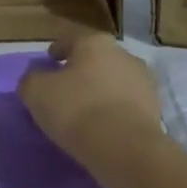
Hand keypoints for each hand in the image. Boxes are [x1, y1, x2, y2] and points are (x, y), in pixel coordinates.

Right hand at [19, 33, 163, 169]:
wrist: (126, 148)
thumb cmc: (76, 109)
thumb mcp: (36, 92)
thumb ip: (31, 80)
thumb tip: (35, 78)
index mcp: (94, 43)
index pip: (71, 39)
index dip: (57, 50)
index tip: (48, 62)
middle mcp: (123, 54)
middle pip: (96, 59)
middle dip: (81, 71)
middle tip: (64, 89)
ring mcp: (144, 82)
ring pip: (114, 82)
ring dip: (100, 91)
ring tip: (85, 112)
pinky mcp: (155, 110)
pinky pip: (127, 106)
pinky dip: (115, 112)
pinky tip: (103, 128)